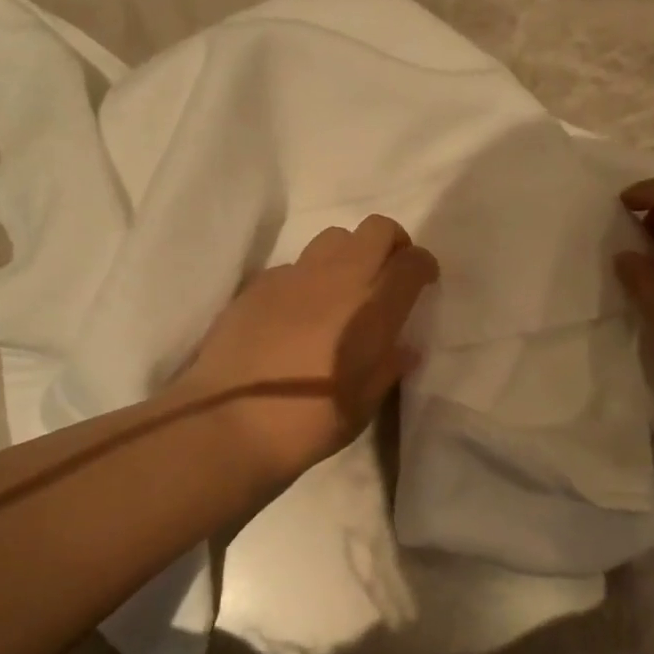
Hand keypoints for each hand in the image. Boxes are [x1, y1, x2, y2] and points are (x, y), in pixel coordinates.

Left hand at [174, 215, 439, 486]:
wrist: (230, 422)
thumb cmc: (308, 423)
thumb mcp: (363, 405)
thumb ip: (387, 368)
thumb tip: (403, 348)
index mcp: (372, 308)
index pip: (411, 261)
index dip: (423, 266)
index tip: (424, 280)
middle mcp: (337, 279)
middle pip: (375, 229)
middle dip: (391, 243)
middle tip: (388, 273)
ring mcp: (294, 276)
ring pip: (333, 238)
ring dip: (348, 254)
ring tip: (342, 288)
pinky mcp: (259, 284)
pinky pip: (295, 265)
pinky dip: (307, 278)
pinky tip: (297, 311)